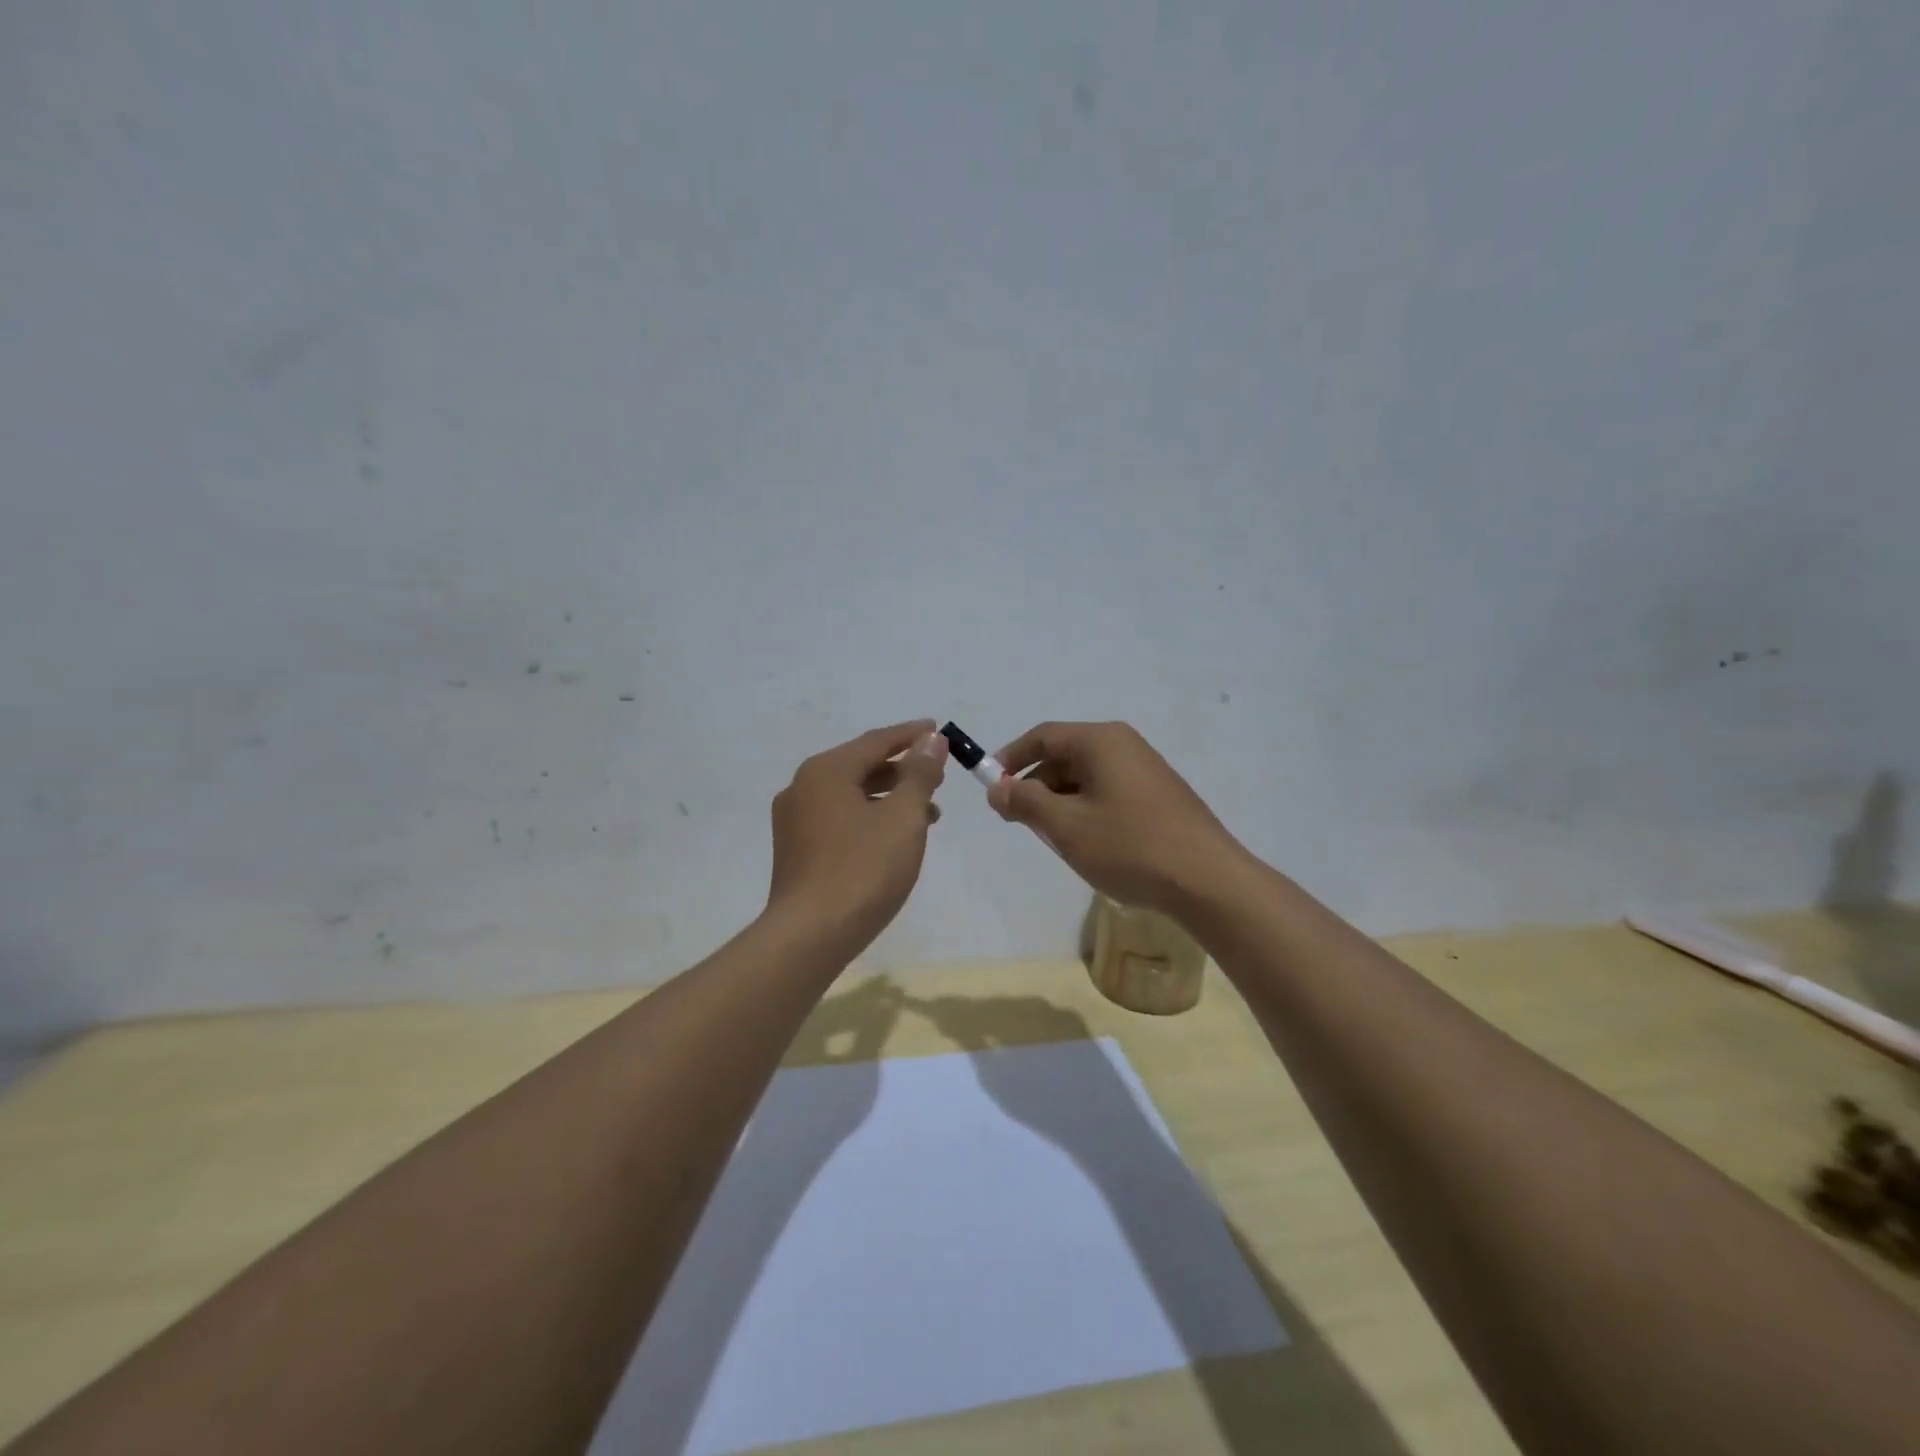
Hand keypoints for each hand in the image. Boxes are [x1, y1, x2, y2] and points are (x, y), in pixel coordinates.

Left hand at [767, 719, 948, 955]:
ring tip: (928, 812)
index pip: (876, 741)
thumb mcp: (903, 817)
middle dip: (903, 769)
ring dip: (890, 797)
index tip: (940, 730)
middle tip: (939, 776)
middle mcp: (803, 786)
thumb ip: (919, 774)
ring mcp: (794, 820)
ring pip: (850, 794)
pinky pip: (839, 818)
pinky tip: (893, 837)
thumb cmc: (863, 869)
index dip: (912, 735)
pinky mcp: (796, 849)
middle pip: (860, 765)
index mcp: (826, 770)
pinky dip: (869, 817)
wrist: (810, 936)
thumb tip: (931, 740)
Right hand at [986, 721, 1246, 917]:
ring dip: (1061, 802)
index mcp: (1101, 741)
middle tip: (1017, 820)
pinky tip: (1088, 843)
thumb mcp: (1066, 827)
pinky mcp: (1160, 795)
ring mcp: (1146, 770)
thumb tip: (998, 787)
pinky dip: (1087, 810)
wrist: (1208, 881)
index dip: (1011, 758)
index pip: (1043, 736)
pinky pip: (1109, 792)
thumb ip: (1026, 802)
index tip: (990, 786)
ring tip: (1052, 838)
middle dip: (1036, 785)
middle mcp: (1125, 745)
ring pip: (1087, 777)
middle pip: (1066, 756)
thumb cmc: (1129, 847)